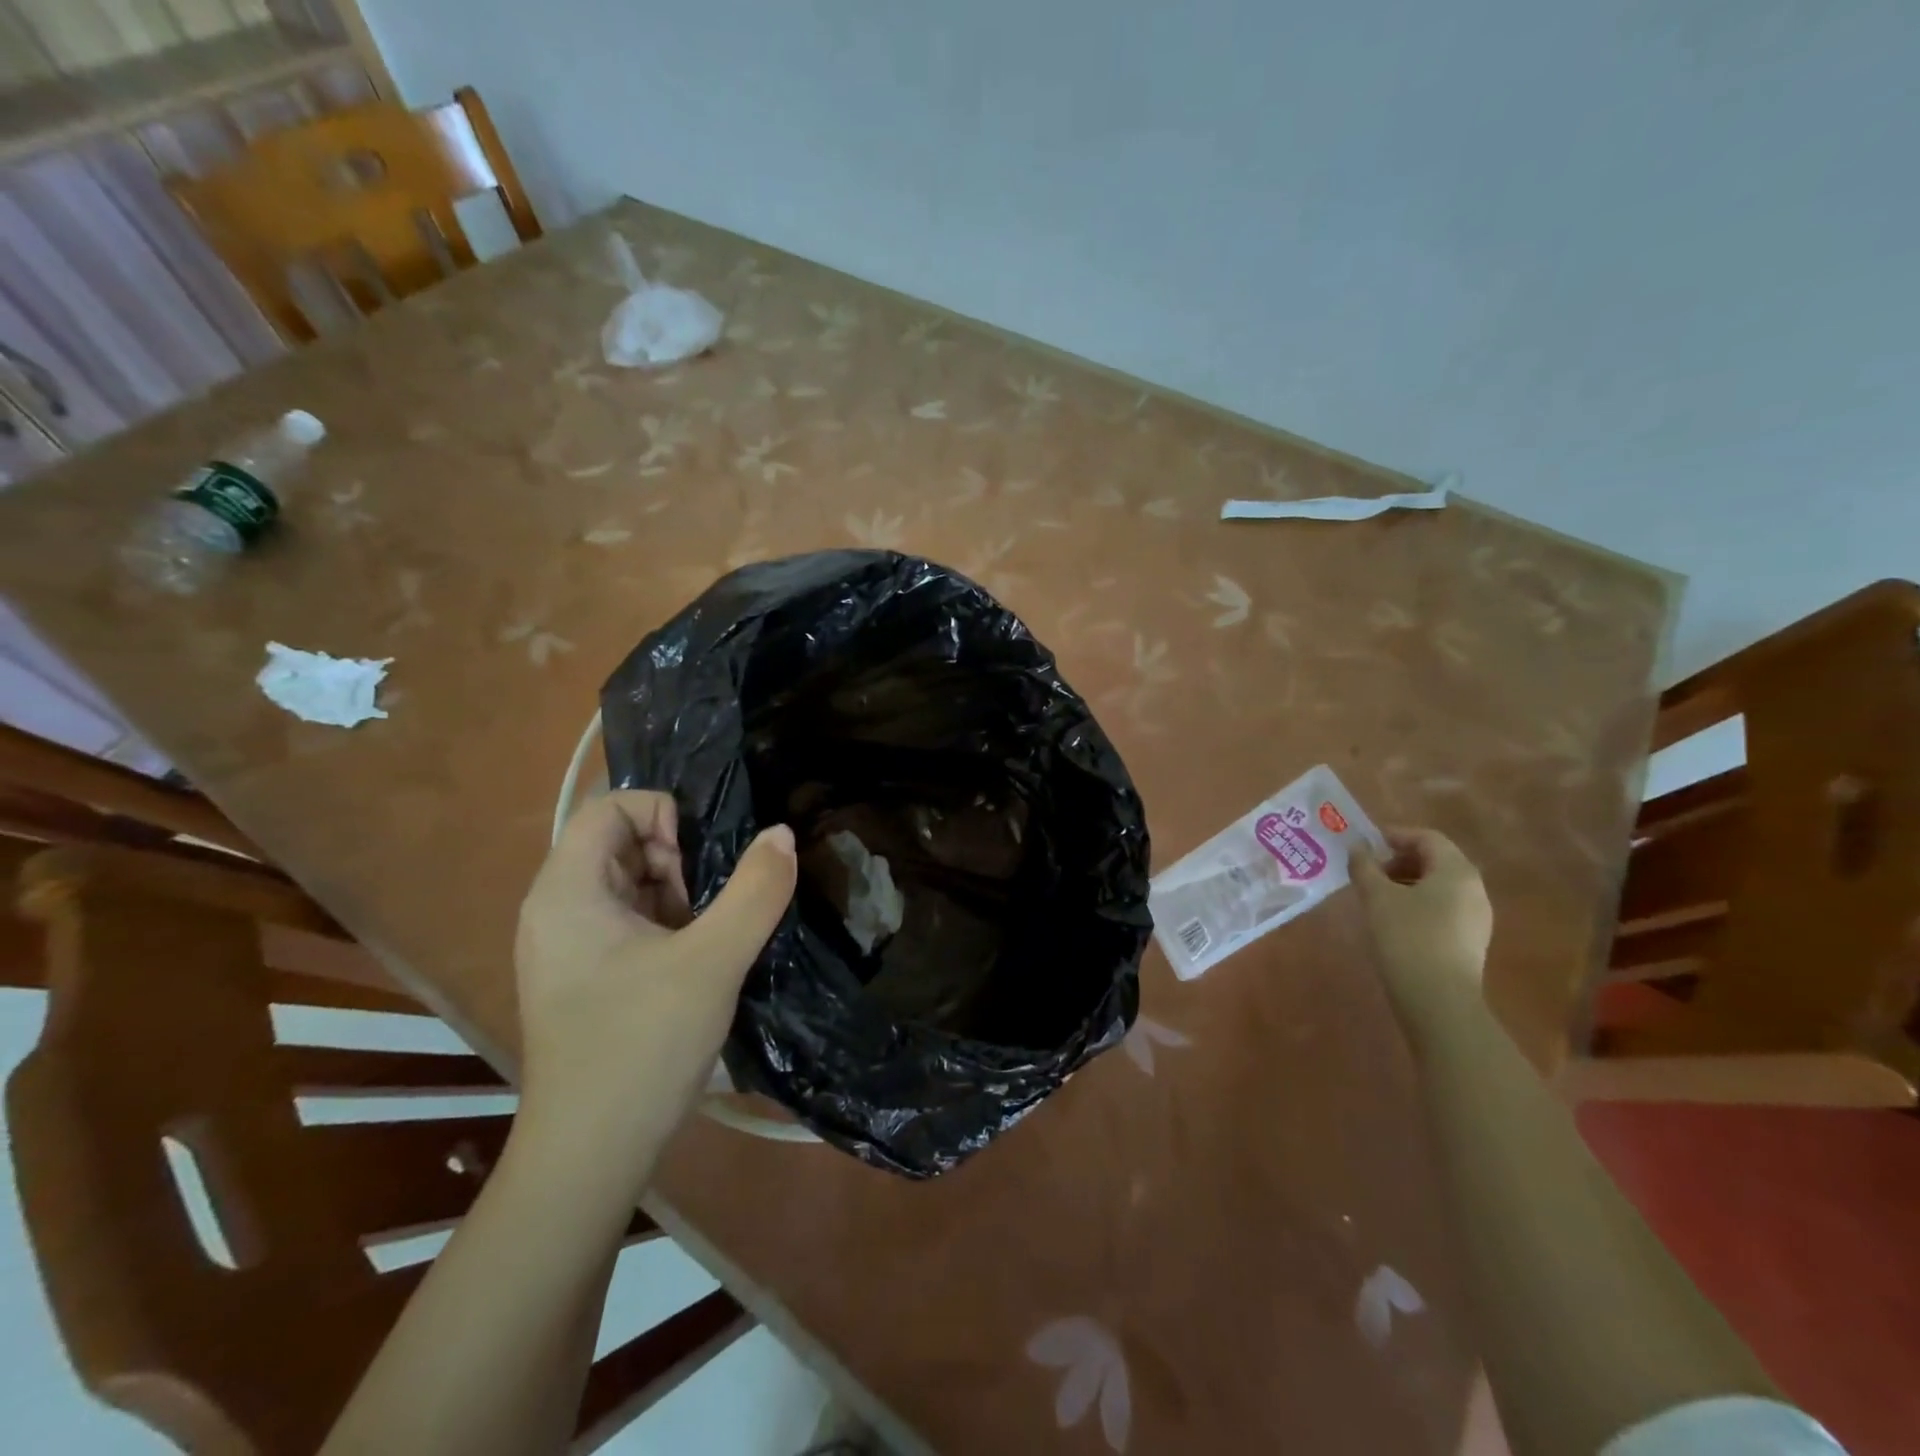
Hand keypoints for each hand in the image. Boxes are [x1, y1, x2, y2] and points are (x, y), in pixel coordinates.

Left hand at [513, 791, 795, 1158]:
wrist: (590, 1156)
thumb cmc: (642, 1046)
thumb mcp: (713, 961)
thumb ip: (755, 890)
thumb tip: (782, 834)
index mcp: (568, 891)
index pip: (612, 808)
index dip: (666, 815)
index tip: (705, 861)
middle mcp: (557, 909)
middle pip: (623, 843)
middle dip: (680, 860)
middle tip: (713, 905)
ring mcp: (568, 946)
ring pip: (633, 884)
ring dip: (681, 895)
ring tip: (711, 937)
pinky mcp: (585, 977)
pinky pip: (631, 922)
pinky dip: (670, 925)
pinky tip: (697, 962)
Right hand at [1350, 827, 1493, 1045]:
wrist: (1438, 1000)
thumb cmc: (1407, 937)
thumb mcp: (1376, 897)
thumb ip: (1364, 866)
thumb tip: (1357, 847)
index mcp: (1457, 871)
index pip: (1427, 837)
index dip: (1394, 835)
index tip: (1365, 843)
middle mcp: (1474, 888)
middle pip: (1436, 860)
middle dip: (1399, 859)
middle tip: (1367, 870)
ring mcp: (1477, 917)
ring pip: (1439, 886)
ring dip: (1406, 882)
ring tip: (1375, 896)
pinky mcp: (1471, 940)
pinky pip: (1443, 908)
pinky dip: (1418, 903)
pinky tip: (1394, 920)